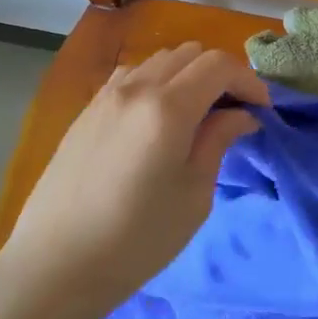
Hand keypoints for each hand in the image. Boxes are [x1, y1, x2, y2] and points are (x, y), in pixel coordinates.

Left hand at [0, 43, 267, 318]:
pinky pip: (133, 76)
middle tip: (234, 113)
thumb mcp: (193, 195)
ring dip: (188, 75)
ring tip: (198, 114)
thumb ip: (218, 141)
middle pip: (191, 54)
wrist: (56, 263)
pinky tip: (159, 118)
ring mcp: (106, 95)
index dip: (248, 81)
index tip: (261, 111)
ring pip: (160, 60)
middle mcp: (136, 87)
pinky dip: (158, 82)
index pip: (219, 66)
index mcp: (167, 107)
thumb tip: (241, 115)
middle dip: (221, 75)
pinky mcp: (88, 109)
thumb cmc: (136, 239)